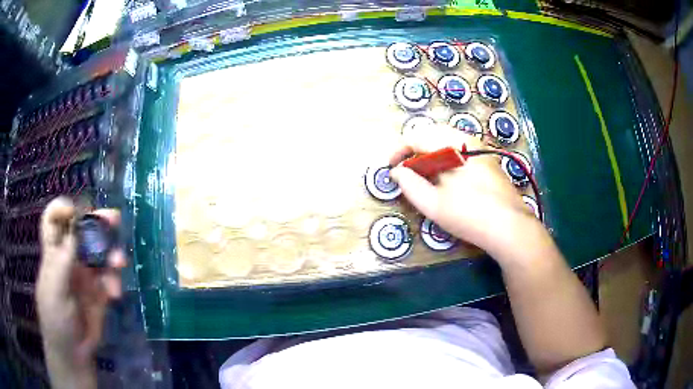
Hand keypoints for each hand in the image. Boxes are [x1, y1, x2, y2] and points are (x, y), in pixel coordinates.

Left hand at [36, 197, 125, 387]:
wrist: (74, 354)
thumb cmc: (55, 320)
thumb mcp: (54, 290)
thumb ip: (63, 260)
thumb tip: (77, 228)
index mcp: (53, 254)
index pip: (53, 221)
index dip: (62, 209)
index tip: (76, 211)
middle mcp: (69, 259)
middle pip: (81, 230)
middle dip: (96, 221)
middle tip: (112, 218)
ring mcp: (85, 276)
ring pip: (99, 252)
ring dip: (111, 253)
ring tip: (119, 262)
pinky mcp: (99, 293)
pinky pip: (110, 278)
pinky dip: (114, 281)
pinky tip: (114, 293)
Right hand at [389, 123, 539, 257]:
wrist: (511, 226)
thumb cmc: (469, 215)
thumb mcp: (433, 204)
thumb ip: (410, 185)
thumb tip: (397, 171)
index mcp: (451, 145)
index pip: (416, 136)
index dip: (399, 150)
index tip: (390, 167)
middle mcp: (466, 139)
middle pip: (432, 133)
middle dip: (414, 149)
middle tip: (406, 170)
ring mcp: (480, 148)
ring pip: (447, 141)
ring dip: (430, 153)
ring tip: (423, 175)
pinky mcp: (488, 160)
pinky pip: (459, 150)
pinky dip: (445, 158)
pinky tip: (446, 178)